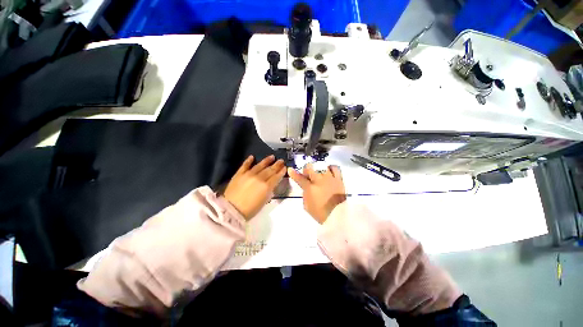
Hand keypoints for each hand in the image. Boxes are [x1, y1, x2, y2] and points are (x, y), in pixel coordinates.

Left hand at [224, 155, 285, 220]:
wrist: (231, 211)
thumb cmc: (250, 210)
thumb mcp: (264, 202)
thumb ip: (269, 191)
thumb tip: (271, 184)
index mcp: (266, 186)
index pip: (276, 177)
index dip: (281, 172)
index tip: (285, 167)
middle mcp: (259, 178)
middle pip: (270, 170)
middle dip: (277, 165)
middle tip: (281, 160)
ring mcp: (248, 175)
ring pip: (259, 166)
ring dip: (266, 161)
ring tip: (272, 156)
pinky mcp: (239, 174)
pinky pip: (245, 165)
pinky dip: (248, 161)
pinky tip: (252, 157)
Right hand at [288, 163, 346, 223]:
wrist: (338, 216)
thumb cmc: (321, 213)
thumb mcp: (307, 206)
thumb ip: (305, 194)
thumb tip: (306, 187)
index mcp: (310, 188)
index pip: (299, 178)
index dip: (293, 173)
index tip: (290, 169)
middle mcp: (319, 180)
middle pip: (310, 167)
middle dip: (306, 169)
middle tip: (307, 175)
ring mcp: (329, 178)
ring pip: (321, 165)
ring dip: (318, 168)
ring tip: (319, 173)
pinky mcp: (339, 179)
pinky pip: (335, 168)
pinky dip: (331, 168)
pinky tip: (329, 171)